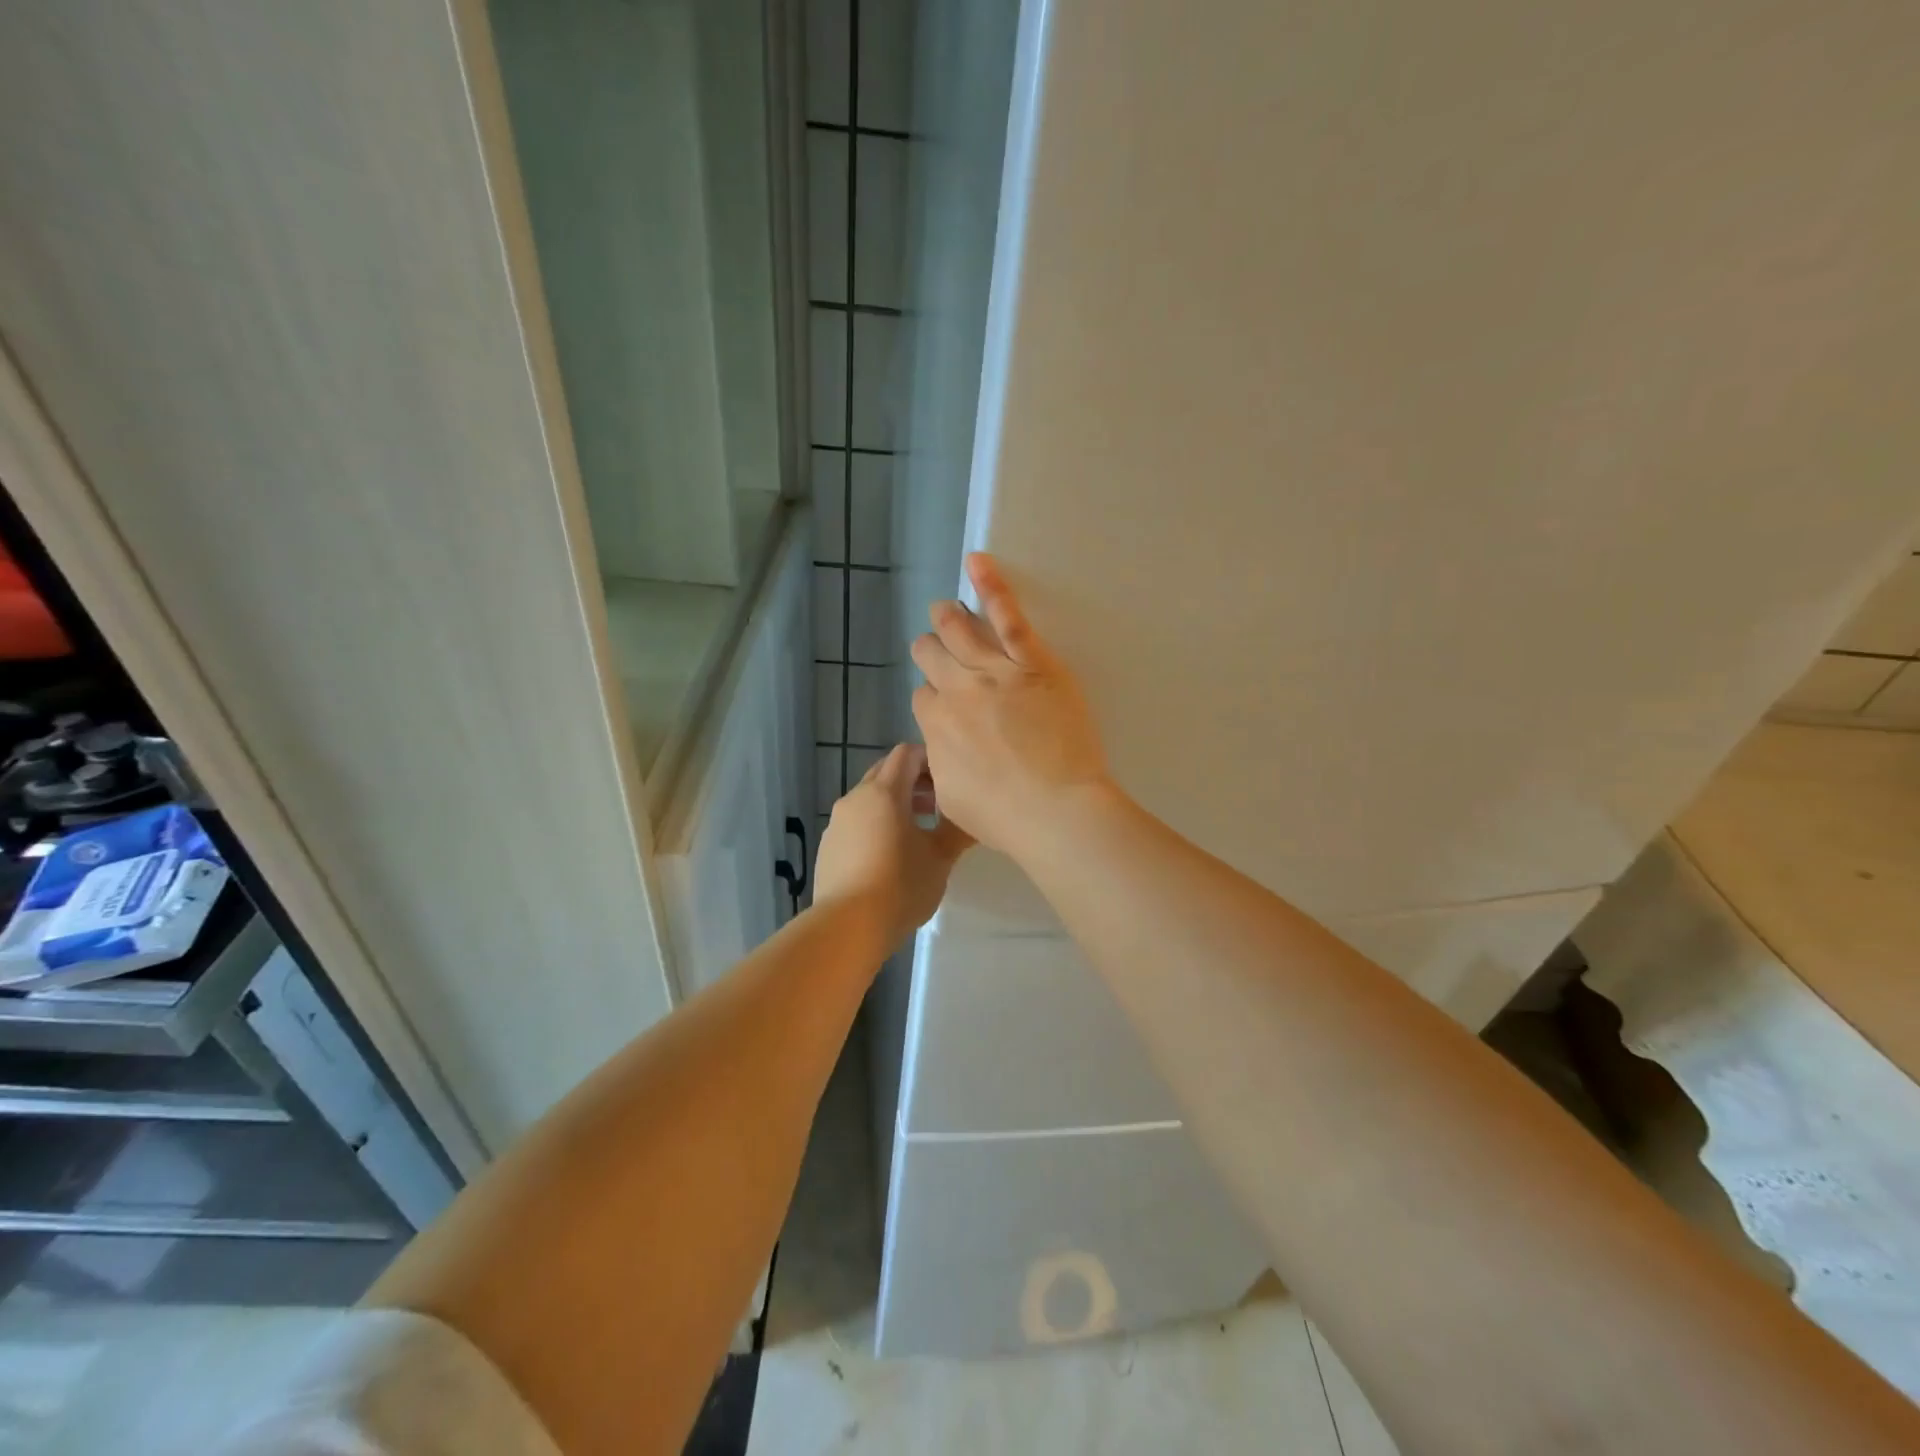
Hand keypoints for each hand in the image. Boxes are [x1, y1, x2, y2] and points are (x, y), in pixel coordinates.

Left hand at [812, 743, 972, 946]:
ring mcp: (837, 822)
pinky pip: (856, 822)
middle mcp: (856, 798)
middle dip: (913, 781)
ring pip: (869, 798)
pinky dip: (875, 825)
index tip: (950, 779)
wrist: (847, 926)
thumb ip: (958, 830)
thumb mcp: (940, 858)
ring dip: (894, 804)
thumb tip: (975, 816)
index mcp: (884, 792)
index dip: (930, 759)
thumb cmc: (900, 885)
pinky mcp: (828, 846)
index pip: (906, 753)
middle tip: (938, 805)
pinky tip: (890, 856)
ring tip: (918, 832)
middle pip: (885, 772)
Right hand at [909, 554, 1112, 856]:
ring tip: (944, 608)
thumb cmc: (1006, 817)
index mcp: (936, 726)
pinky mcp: (1031, 661)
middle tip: (938, 648)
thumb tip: (940, 752)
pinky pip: (1008, 617)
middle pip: (931, 655)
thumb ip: (940, 767)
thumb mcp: (953, 801)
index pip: (922, 697)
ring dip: (946, 616)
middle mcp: (957, 691)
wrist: (1055, 810)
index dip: (932, 698)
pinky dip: (991, 586)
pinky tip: (977, 562)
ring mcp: (994, 671)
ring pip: (958, 630)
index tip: (947, 707)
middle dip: (930, 650)